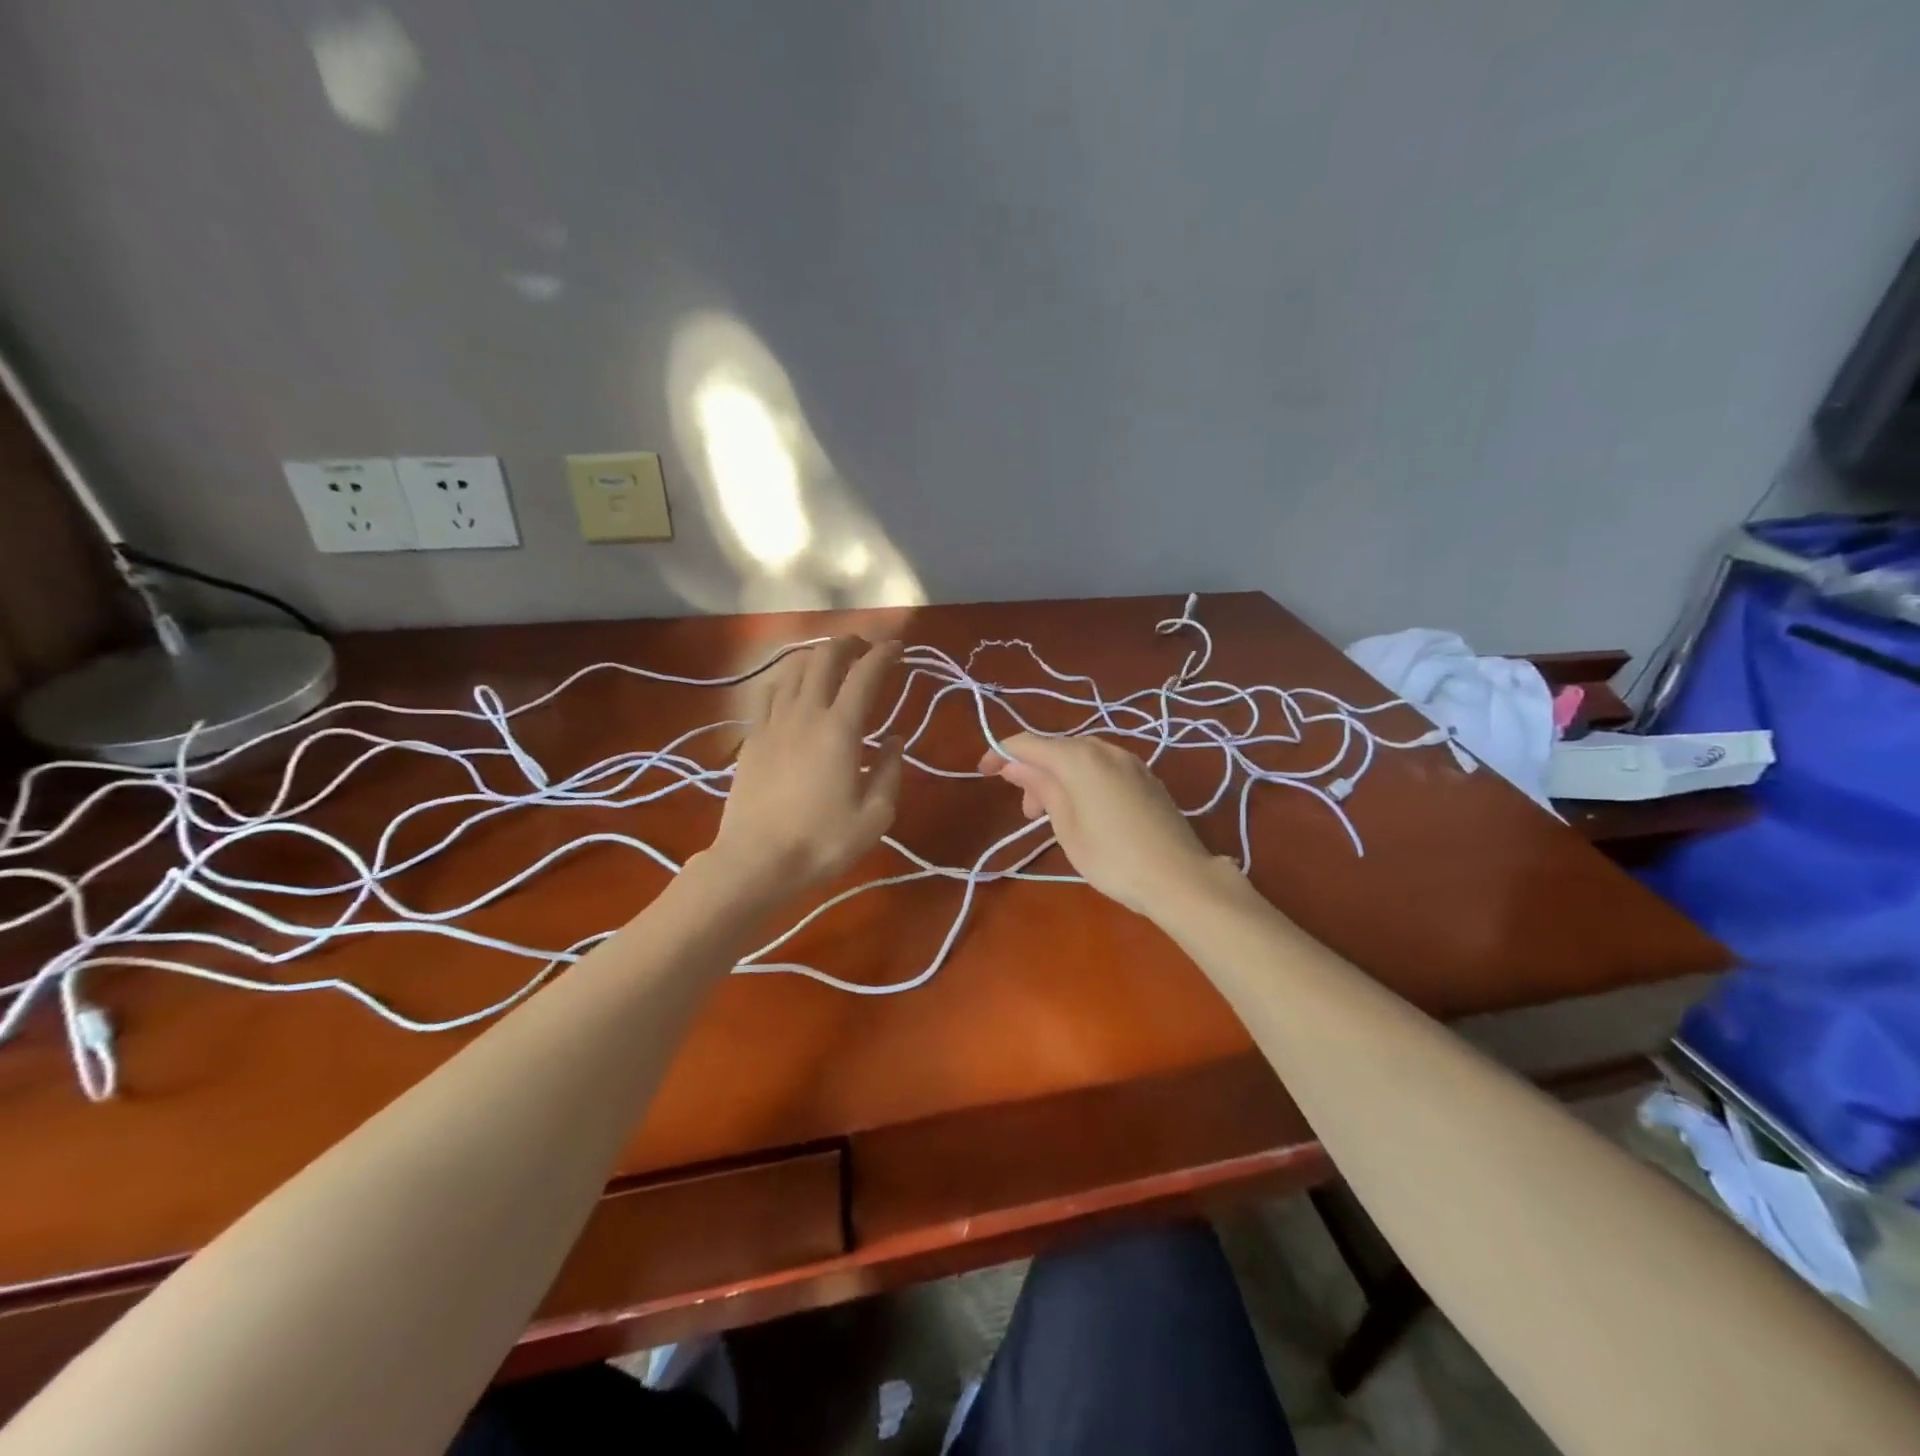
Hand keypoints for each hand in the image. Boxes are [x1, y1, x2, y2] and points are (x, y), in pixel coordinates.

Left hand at [710, 637, 903, 899]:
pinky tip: (794, 689)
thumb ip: (890, 772)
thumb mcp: (875, 816)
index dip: (883, 654)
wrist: (755, 861)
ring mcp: (773, 723)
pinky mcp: (751, 738)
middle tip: (865, 647)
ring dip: (816, 656)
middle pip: (824, 658)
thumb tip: (896, 741)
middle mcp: (805, 714)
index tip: (898, 648)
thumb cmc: (822, 842)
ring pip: (793, 669)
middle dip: (848, 643)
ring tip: (832, 661)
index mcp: (840, 729)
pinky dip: (788, 679)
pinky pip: (770, 693)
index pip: (865, 674)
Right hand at [979, 732, 1221, 914]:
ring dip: (1058, 778)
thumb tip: (1014, 764)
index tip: (983, 774)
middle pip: (1056, 748)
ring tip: (1053, 817)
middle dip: (1033, 772)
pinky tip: (1085, 811)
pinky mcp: (1146, 777)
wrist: (1179, 877)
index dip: (1001, 754)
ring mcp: (1130, 761)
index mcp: (1079, 757)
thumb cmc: (1113, 857)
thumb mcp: (1066, 826)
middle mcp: (1104, 749)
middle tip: (1027, 812)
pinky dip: (1083, 781)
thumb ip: (1040, 787)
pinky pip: (1102, 767)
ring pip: (1080, 758)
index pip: (1028, 744)